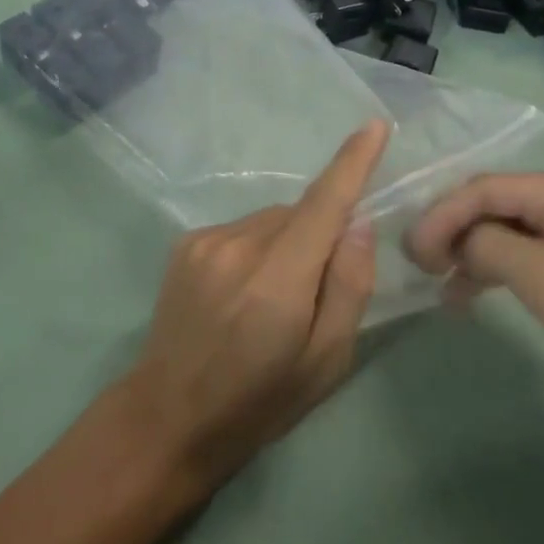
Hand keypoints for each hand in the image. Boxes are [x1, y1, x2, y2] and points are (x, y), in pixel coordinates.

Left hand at [115, 120, 389, 491]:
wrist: (169, 416)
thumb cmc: (259, 401)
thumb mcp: (325, 362)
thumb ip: (348, 287)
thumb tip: (358, 223)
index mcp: (278, 281)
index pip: (324, 204)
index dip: (352, 162)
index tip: (374, 126)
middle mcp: (239, 246)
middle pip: (299, 214)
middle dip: (318, 235)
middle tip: (312, 290)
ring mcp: (206, 240)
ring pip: (270, 220)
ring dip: (285, 242)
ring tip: (268, 298)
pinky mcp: (186, 243)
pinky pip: (242, 229)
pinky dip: (256, 247)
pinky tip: (241, 290)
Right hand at [408, 172, 543, 434]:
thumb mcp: (541, 275)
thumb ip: (486, 244)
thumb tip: (454, 240)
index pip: (482, 188)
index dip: (441, 215)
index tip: (412, 251)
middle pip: (489, 204)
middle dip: (450, 230)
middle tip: (419, 263)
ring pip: (500, 230)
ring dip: (467, 252)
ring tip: (436, 280)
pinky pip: (518, 255)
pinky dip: (490, 271)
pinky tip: (464, 295)